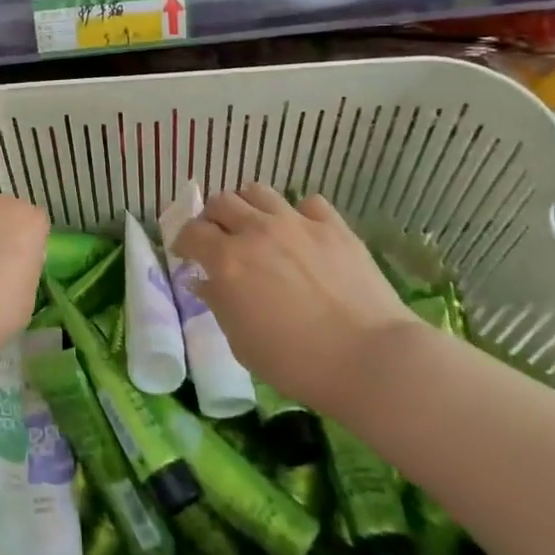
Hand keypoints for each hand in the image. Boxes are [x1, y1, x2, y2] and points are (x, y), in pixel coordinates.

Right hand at [171, 184, 418, 411]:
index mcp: (228, 260)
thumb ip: (219, 304)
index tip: (187, 255)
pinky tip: (302, 233)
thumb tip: (205, 282)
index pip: (191, 231)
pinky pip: (307, 203)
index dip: (184, 241)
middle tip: (218, 239)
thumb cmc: (297, 362)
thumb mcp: (241, 343)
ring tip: (255, 226)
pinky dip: (297, 214)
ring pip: (258, 191)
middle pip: (221, 202)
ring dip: (248, 206)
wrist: (370, 359)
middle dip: (212, 218)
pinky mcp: (333, 226)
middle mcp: (256, 231)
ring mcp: (297, 223)